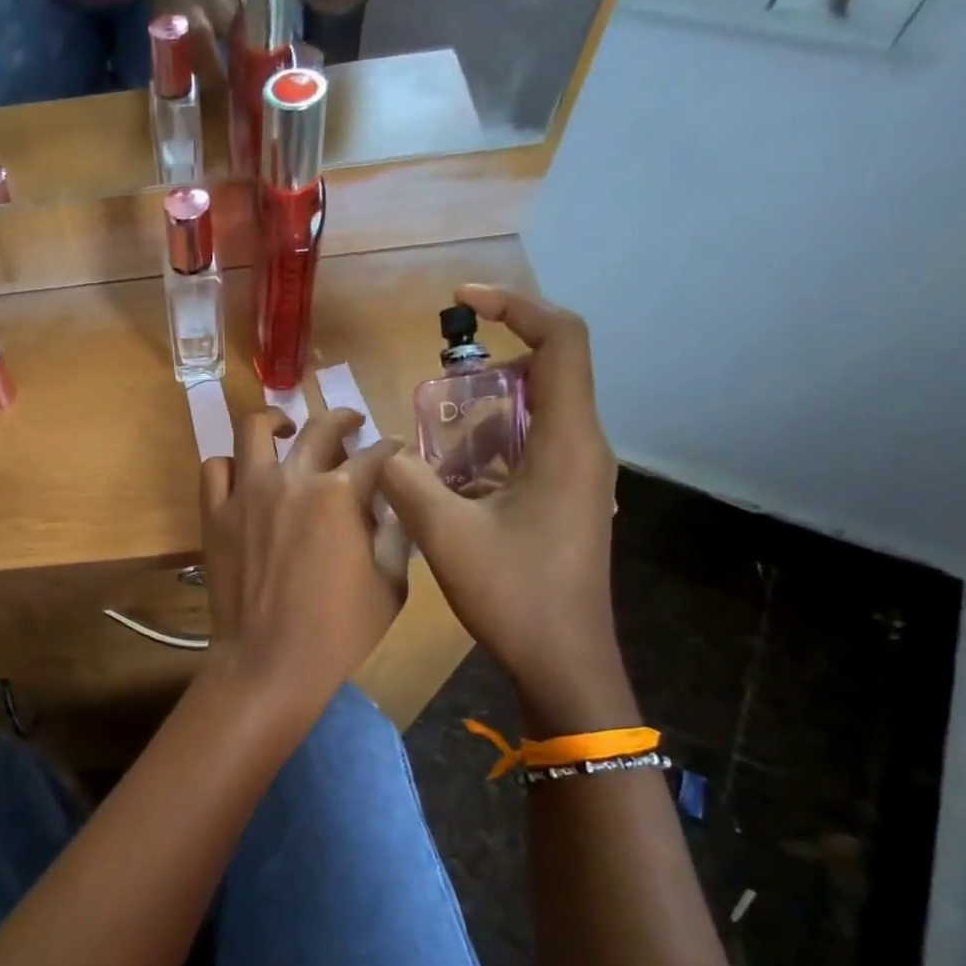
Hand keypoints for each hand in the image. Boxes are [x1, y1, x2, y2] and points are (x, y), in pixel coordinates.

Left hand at [201, 406, 404, 709]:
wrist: (269, 661)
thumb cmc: (338, 631)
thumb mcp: (390, 586)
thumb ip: (394, 536)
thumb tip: (393, 508)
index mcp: (341, 495)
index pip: (375, 456)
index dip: (391, 450)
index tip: (394, 451)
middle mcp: (292, 480)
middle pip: (320, 429)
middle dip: (344, 419)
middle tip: (352, 426)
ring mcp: (247, 494)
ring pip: (254, 430)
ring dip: (276, 421)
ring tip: (286, 429)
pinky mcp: (214, 515)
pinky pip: (215, 469)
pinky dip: (231, 464)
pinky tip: (244, 473)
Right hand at [378, 285, 623, 722]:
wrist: (563, 663)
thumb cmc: (515, 596)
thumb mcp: (447, 535)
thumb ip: (406, 480)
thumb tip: (383, 450)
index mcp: (568, 442)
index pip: (561, 341)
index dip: (516, 306)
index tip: (463, 302)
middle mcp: (582, 449)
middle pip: (543, 375)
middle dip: (483, 375)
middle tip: (431, 395)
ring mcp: (575, 479)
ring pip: (528, 420)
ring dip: (478, 423)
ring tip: (430, 451)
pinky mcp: (562, 503)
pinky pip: (523, 455)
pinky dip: (483, 456)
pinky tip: (445, 489)